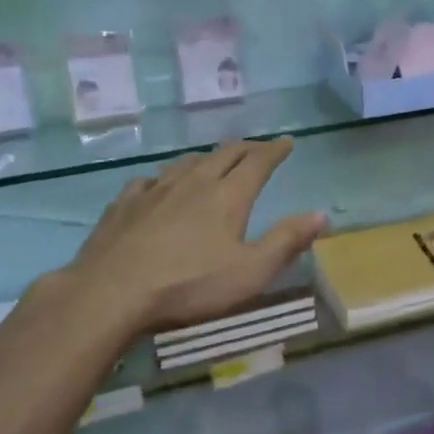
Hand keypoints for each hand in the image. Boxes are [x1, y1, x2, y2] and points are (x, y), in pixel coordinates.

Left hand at [66, 138, 326, 332]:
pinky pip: (150, 179)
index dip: (275, 150)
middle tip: (258, 149)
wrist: (111, 292)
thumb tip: (321, 214)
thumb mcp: (250, 272)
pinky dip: (166, 177)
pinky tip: (160, 185)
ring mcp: (156, 189)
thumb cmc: (189, 286)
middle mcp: (194, 181)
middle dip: (246, 148)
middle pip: (225, 154)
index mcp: (228, 195)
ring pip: (187, 162)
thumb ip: (287, 241)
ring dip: (208, 158)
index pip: (258, 162)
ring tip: (215, 162)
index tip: (287, 142)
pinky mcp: (125, 203)